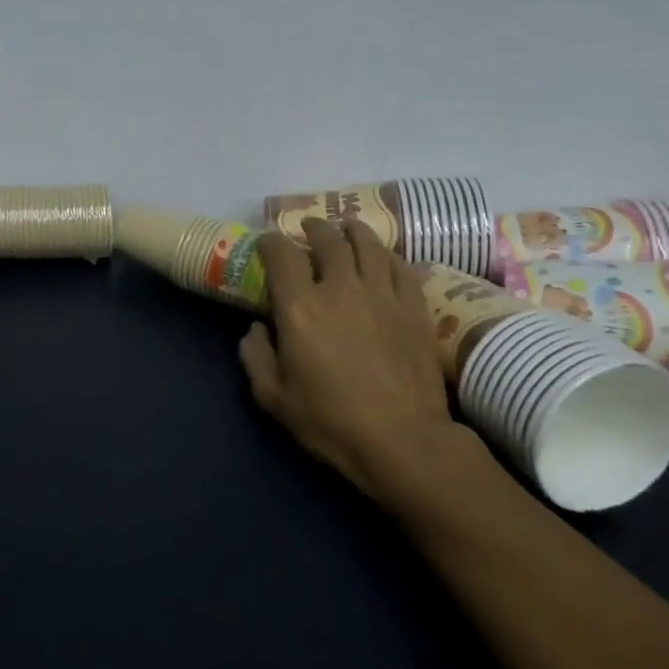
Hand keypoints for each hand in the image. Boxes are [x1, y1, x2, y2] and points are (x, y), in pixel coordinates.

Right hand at [239, 217, 461, 502]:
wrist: (404, 441)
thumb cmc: (330, 421)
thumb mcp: (272, 397)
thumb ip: (255, 357)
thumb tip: (257, 329)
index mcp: (300, 306)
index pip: (281, 254)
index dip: (270, 241)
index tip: (266, 243)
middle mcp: (340, 287)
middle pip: (327, 239)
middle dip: (314, 227)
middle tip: (309, 228)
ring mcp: (382, 294)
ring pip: (368, 244)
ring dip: (353, 231)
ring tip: (347, 228)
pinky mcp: (414, 307)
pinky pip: (401, 266)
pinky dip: (388, 255)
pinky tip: (384, 257)